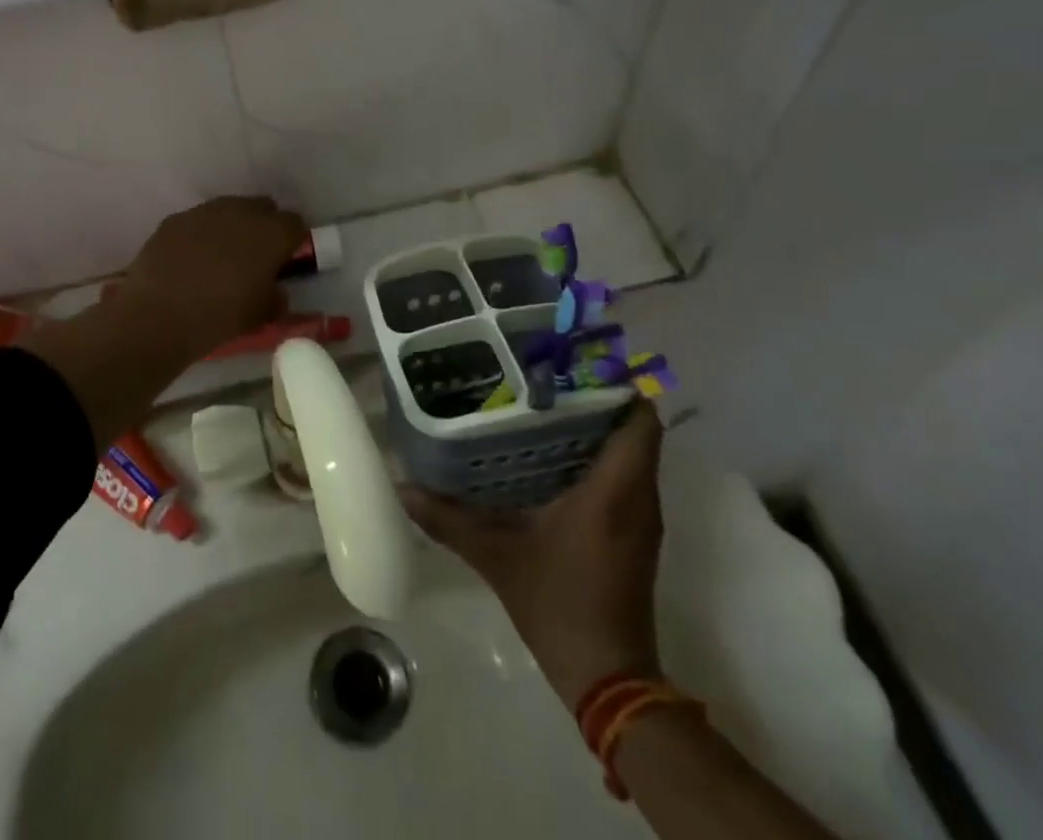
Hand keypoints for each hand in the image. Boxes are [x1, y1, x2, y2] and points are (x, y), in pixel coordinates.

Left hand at [107, 196, 308, 359]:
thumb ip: (275, 297)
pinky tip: (190, 260)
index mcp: (272, 233)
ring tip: (220, 258)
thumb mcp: (261, 315)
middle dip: (263, 227)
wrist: (158, 315)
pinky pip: (198, 221)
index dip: (292, 241)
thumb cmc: (220, 316)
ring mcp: (205, 211)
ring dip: (231, 228)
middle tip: (255, 257)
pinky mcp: (176, 218)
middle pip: (263, 208)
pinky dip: (200, 235)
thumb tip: (275, 291)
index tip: (285, 260)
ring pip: (229, 210)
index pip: (295, 224)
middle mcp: (242, 211)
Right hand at [404, 401, 664, 702]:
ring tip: (540, 406)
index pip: (639, 419)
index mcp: (615, 489)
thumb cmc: (559, 603)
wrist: (608, 677)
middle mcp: (637, 496)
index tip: (571, 363)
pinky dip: (596, 457)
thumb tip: (402, 487)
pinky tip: (548, 454)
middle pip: (633, 427)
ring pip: (630, 452)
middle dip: (594, 397)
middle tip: (542, 377)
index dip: (614, 385)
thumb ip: (449, 518)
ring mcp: (640, 517)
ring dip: (595, 427)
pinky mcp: (633, 534)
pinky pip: (624, 476)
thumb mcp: (496, 556)